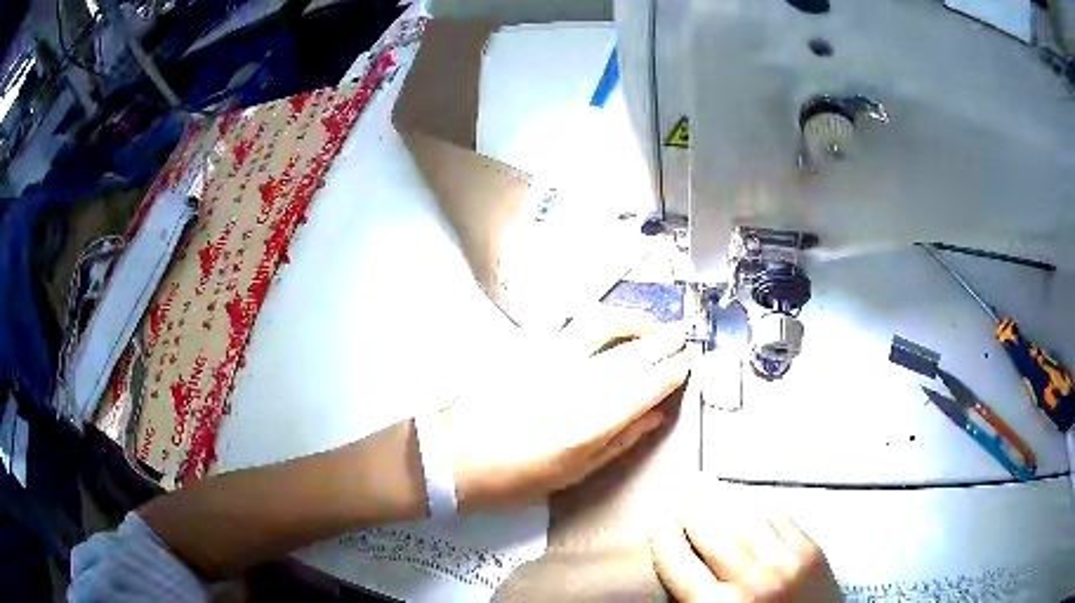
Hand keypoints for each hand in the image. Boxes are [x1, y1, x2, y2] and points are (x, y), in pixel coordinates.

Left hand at [442, 320, 688, 512]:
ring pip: (601, 323)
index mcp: (591, 421)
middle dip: (662, 340)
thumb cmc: (513, 479)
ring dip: (631, 320)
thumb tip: (654, 416)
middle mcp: (576, 381)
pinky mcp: (527, 348)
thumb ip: (619, 442)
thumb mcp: (573, 474)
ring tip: (649, 325)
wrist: (452, 457)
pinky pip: (570, 322)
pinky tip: (607, 325)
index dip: (671, 371)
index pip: (646, 384)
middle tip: (681, 336)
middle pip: (631, 351)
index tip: (686, 364)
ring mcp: (549, 359)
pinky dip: (597, 320)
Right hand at [650, 508, 839, 601]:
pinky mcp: (813, 551)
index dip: (664, 537)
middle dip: (693, 513)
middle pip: (712, 532)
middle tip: (683, 500)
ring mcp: (787, 561)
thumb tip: (677, 568)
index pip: (678, 561)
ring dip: (725, 503)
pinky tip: (752, 501)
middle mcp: (752, 579)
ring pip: (747, 517)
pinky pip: (781, 517)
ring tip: (712, 490)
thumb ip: (691, 601)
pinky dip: (762, 506)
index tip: (658, 522)